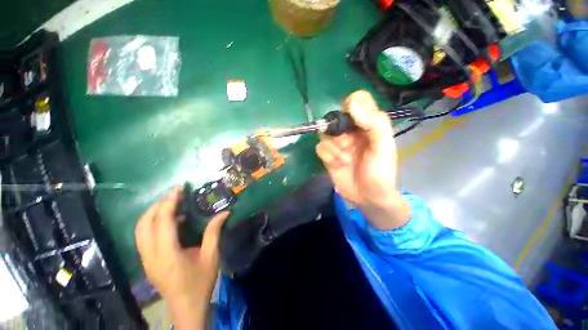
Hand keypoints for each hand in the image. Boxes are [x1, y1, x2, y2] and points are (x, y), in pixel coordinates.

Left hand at [135, 188, 228, 328]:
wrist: (186, 308)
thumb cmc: (200, 282)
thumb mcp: (211, 256)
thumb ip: (214, 232)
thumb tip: (224, 212)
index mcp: (167, 254)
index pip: (162, 222)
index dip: (169, 203)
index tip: (179, 189)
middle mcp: (150, 256)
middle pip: (144, 223)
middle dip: (158, 205)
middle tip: (176, 196)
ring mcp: (145, 259)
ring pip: (140, 230)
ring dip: (154, 213)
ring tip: (173, 205)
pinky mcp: (147, 261)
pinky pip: (144, 236)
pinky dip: (155, 223)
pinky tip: (172, 222)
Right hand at [316, 90, 409, 229]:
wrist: (368, 197)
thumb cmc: (380, 172)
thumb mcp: (384, 147)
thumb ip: (375, 123)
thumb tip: (352, 102)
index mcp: (367, 124)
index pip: (357, 101)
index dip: (351, 104)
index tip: (351, 119)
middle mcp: (351, 131)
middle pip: (335, 118)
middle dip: (339, 134)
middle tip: (348, 146)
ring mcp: (337, 143)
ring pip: (325, 134)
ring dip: (334, 148)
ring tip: (345, 160)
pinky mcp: (328, 155)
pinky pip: (320, 147)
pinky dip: (328, 156)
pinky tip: (338, 164)